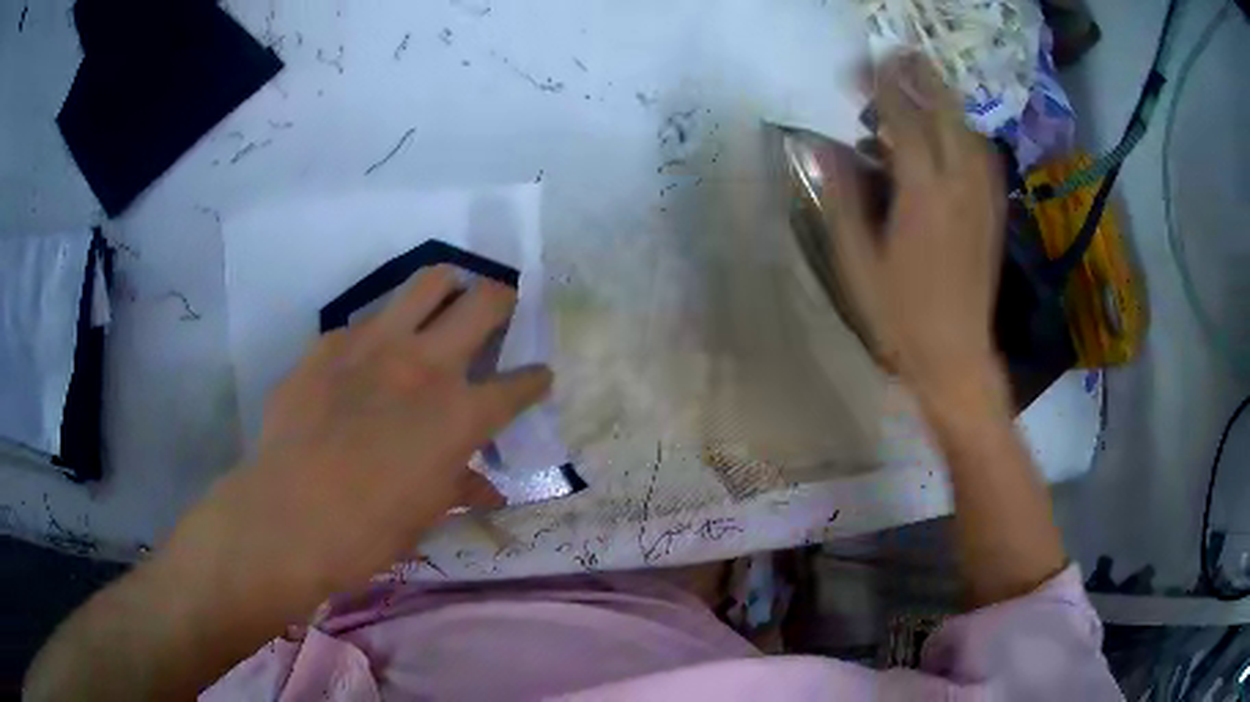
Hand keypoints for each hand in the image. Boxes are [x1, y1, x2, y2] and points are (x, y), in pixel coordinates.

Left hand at [172, 266, 550, 609]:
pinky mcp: (329, 344)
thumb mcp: (426, 514)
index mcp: (459, 415)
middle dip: (502, 301)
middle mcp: (425, 365)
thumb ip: (461, 487)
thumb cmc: (368, 531)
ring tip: (441, 306)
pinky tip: (364, 363)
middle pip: (485, 301)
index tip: (537, 378)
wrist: (287, 517)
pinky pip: (364, 323)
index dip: (535, 381)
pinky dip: (378, 335)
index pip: (519, 385)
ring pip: (428, 282)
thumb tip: (486, 489)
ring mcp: (373, 345)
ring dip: (446, 289)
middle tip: (498, 311)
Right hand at [820, 53, 1005, 406]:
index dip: (882, 87)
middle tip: (899, 53)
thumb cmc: (900, 316)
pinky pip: (984, 157)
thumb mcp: (858, 261)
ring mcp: (982, 200)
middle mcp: (959, 187)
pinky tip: (951, 132)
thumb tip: (824, 146)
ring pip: (969, 131)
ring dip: (946, 101)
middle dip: (922, 77)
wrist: (956, 357)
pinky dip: (965, 132)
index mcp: (923, 195)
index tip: (863, 64)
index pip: (903, 121)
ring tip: (922, 86)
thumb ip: (843, 197)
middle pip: (945, 113)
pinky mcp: (993, 214)